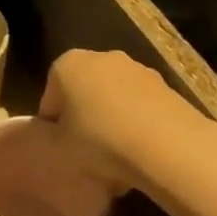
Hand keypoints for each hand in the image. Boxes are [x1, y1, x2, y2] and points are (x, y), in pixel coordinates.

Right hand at [38, 49, 216, 199]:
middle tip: (86, 152)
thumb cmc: (99, 141)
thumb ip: (47, 138)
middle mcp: (100, 57)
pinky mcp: (167, 87)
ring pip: (114, 99)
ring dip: (112, 122)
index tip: (61, 149)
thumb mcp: (57, 148)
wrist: (168, 147)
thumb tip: (53, 138)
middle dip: (83, 118)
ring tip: (117, 159)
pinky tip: (141, 154)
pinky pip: (141, 107)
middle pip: (83, 92)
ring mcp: (138, 70)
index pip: (50, 98)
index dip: (53, 127)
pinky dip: (138, 125)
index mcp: (66, 65)